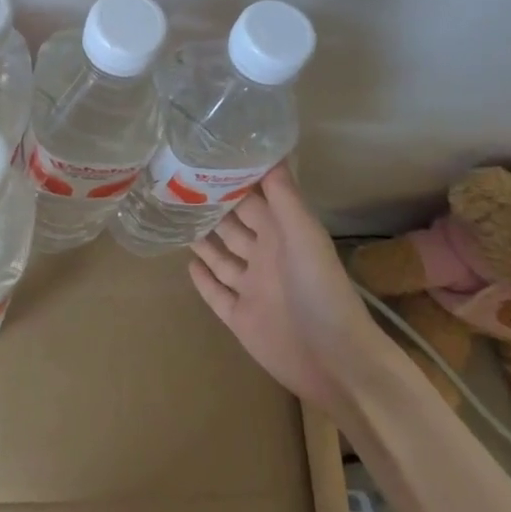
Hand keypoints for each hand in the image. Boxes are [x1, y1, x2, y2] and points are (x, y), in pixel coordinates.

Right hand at [189, 164, 380, 408]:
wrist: (334, 361)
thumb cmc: (321, 291)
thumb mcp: (304, 235)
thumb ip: (284, 196)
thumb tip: (269, 150)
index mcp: (283, 236)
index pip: (255, 200)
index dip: (235, 180)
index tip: (207, 156)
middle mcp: (266, 258)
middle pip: (234, 227)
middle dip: (212, 207)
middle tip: (178, 183)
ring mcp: (251, 289)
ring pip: (221, 258)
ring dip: (204, 240)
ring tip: (176, 218)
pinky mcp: (239, 318)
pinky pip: (216, 294)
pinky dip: (203, 279)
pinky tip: (186, 264)